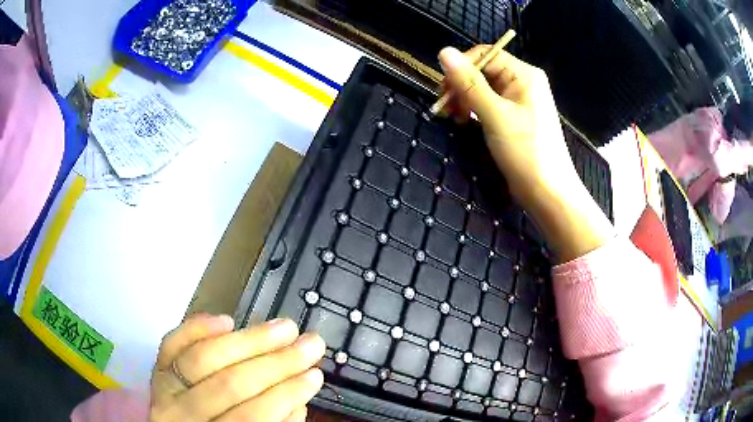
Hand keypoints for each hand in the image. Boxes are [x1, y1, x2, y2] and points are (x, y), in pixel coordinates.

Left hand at [150, 314, 324, 421]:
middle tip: (309, 344)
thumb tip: (298, 400)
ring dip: (248, 340)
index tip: (314, 375)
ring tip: (284, 327)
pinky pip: (171, 344)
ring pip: (204, 358)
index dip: (285, 395)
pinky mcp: (156, 368)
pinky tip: (226, 320)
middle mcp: (180, 414)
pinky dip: (197, 328)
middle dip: (276, 363)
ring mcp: (164, 388)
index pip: (251, 417)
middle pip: (229, 384)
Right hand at [438, 46, 613, 261]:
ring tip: (455, 119)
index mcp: (524, 74)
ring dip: (465, 100)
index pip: (485, 55)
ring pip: (483, 89)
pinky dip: (474, 111)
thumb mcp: (494, 114)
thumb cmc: (525, 151)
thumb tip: (443, 51)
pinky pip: (489, 105)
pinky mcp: (514, 118)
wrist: (547, 192)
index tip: (443, 90)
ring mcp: (519, 101)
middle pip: (483, 71)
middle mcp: (522, 82)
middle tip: (446, 108)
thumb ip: (469, 83)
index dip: (461, 67)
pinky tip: (465, 122)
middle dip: (461, 87)